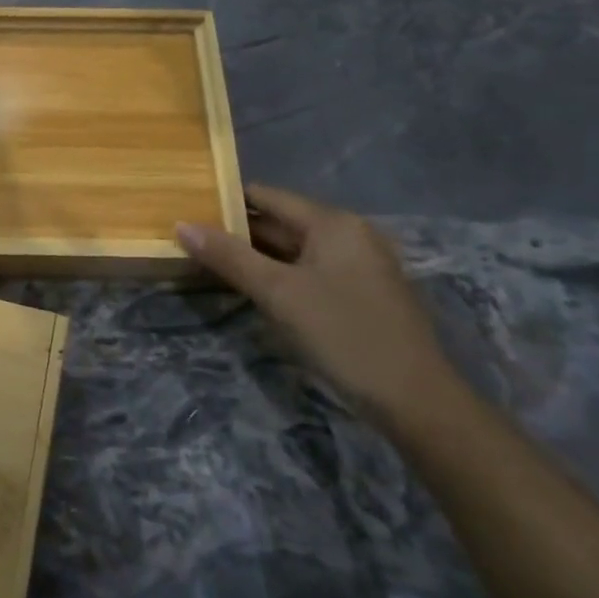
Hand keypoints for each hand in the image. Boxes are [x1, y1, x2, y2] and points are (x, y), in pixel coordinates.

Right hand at [176, 183, 456, 426]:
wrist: (417, 401)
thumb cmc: (344, 334)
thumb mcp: (278, 293)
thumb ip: (229, 256)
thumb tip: (181, 225)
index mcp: (333, 222)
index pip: (266, 196)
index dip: (225, 201)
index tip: (186, 209)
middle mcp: (348, 234)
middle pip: (280, 221)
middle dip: (236, 231)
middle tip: (189, 239)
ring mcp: (357, 265)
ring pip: (292, 250)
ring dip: (254, 256)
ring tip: (207, 261)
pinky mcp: (360, 294)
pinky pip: (308, 271)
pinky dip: (278, 275)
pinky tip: (250, 289)